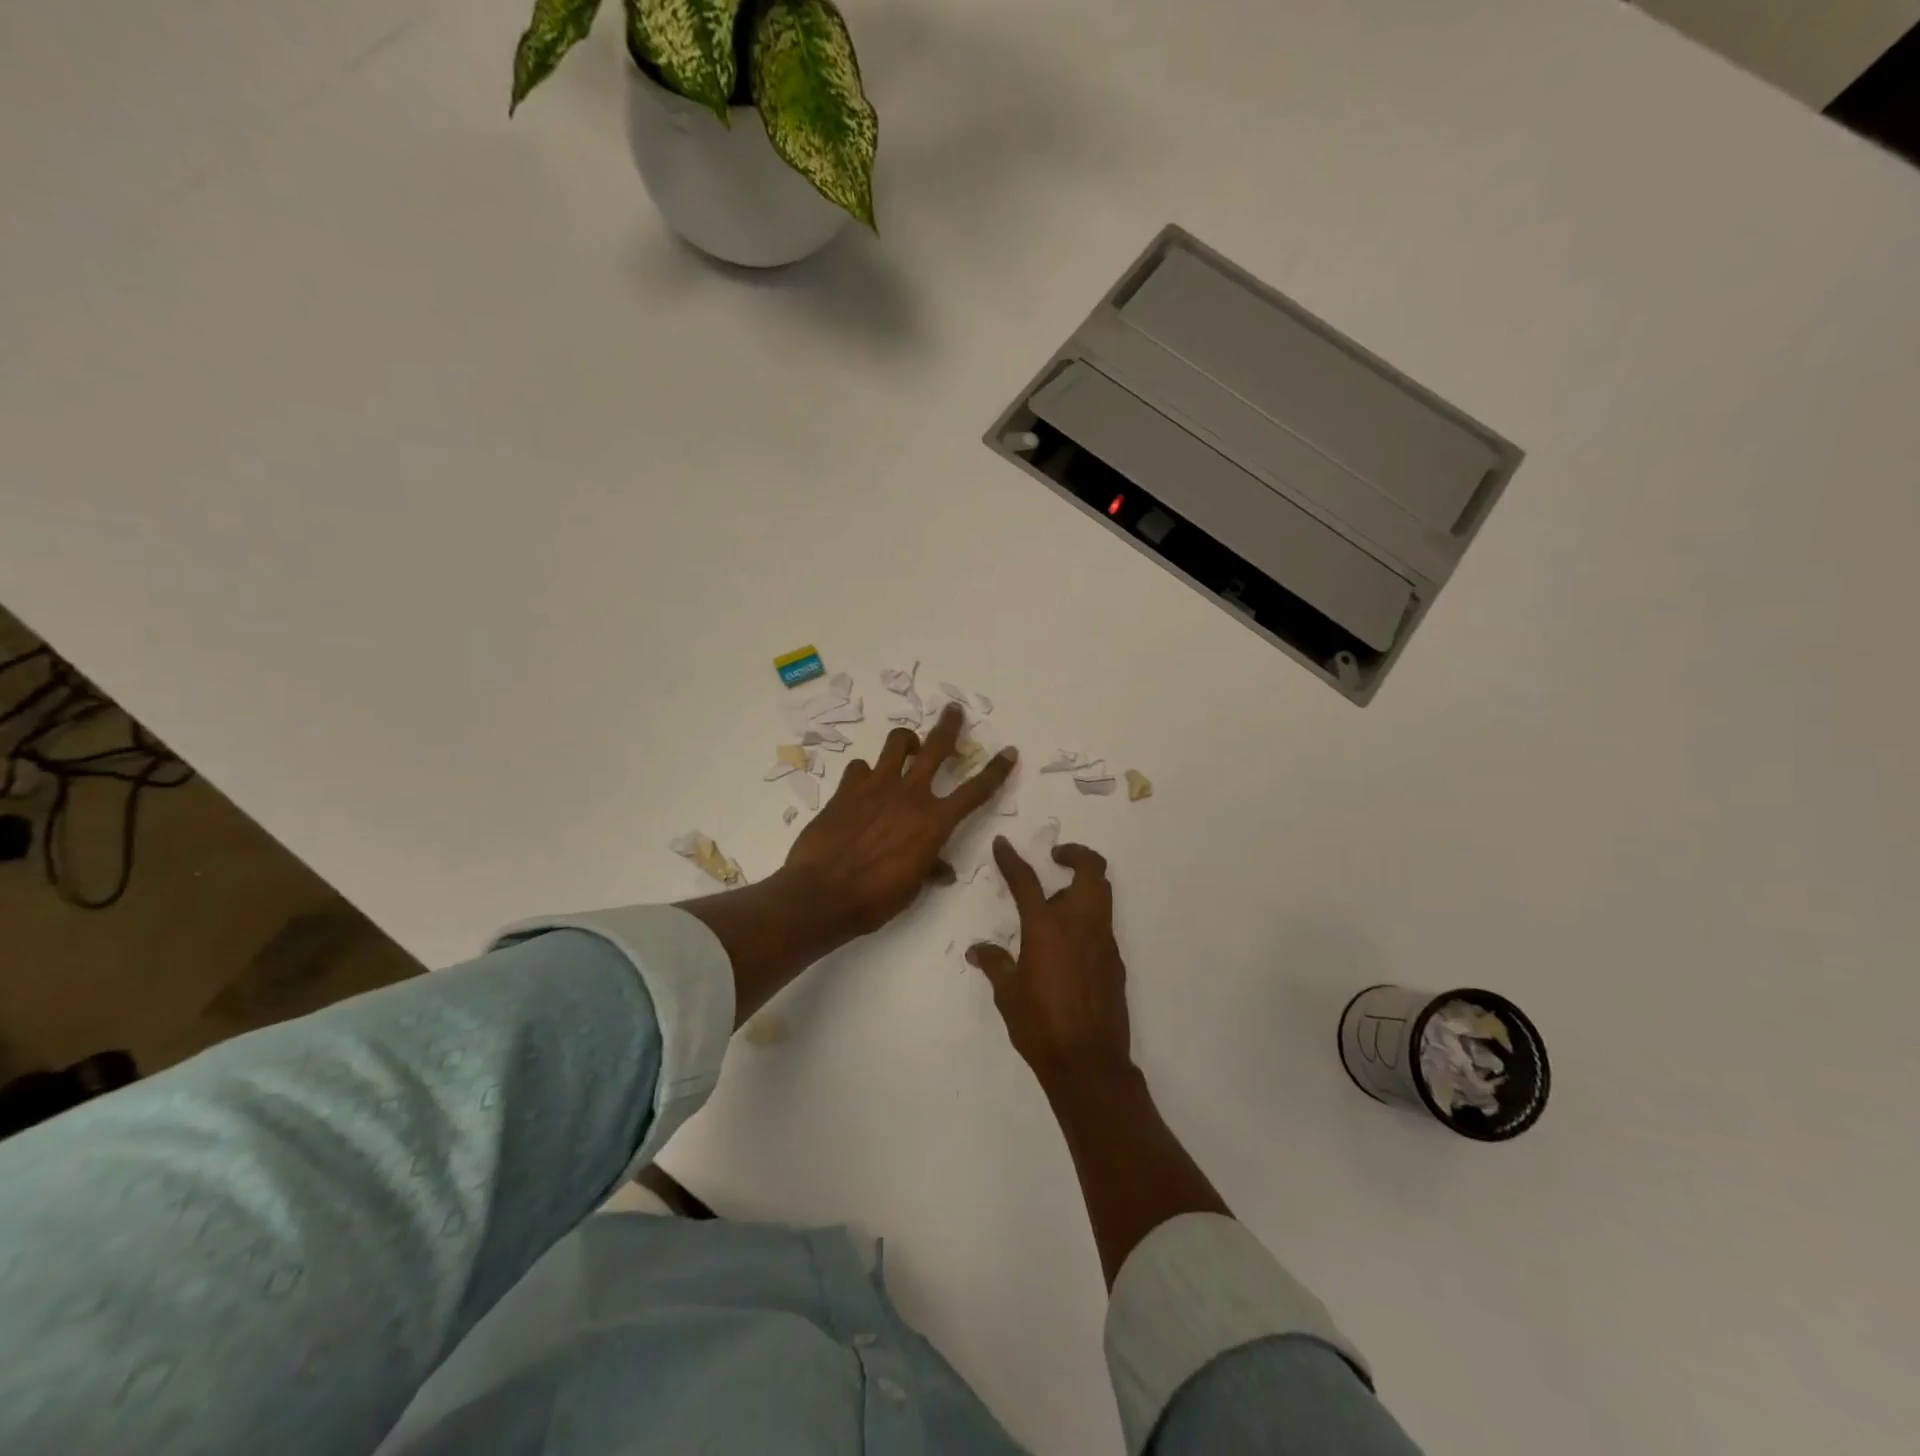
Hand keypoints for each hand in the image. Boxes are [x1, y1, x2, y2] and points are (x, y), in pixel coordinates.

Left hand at [785, 704, 1016, 936]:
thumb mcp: (912, 887)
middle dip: (949, 726)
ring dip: (905, 740)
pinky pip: (860, 767)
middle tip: (954, 710)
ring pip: (896, 743)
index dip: (996, 770)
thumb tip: (942, 869)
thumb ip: (930, 868)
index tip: (1009, 752)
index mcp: (934, 822)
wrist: (822, 894)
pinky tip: (862, 785)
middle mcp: (910, 795)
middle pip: (936, 748)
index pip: (975, 791)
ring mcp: (876, 787)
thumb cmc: (875, 898)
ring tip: (907, 745)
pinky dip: (865, 773)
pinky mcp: (846, 789)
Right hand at [968, 836, 1131, 1090]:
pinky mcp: (1115, 961)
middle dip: (1076, 854)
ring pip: (1102, 894)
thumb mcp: (1008, 994)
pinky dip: (1087, 918)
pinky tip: (1068, 945)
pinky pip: (1103, 925)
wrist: (1089, 1063)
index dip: (1012, 859)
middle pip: (1091, 870)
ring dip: (1083, 885)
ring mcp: (1103, 941)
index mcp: (1046, 928)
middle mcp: (1080, 925)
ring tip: (1057, 902)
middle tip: (1056, 857)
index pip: (1027, 881)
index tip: (1003, 844)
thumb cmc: (1040, 1026)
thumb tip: (978, 950)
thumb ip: (996, 964)